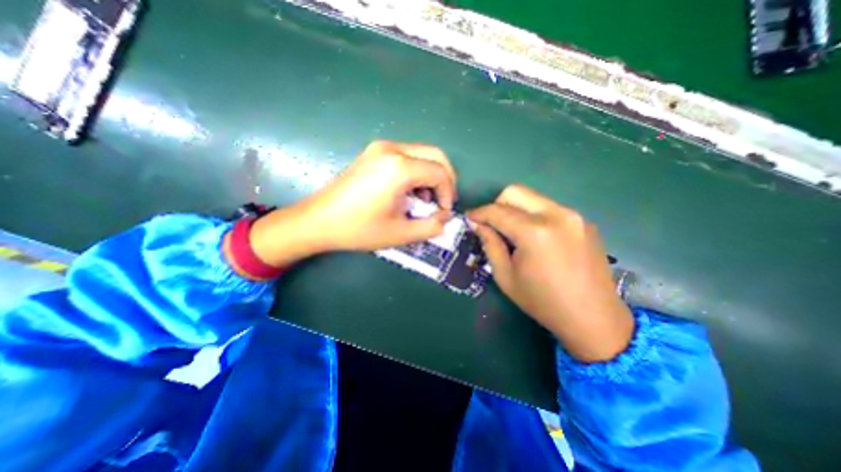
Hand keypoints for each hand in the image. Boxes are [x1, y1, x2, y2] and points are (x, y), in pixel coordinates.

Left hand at [243, 139, 459, 269]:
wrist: (317, 221)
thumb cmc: (358, 229)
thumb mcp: (400, 233)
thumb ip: (431, 227)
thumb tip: (445, 220)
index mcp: (399, 167)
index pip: (440, 173)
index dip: (448, 194)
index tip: (444, 212)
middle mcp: (392, 149)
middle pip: (436, 155)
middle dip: (445, 179)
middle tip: (443, 202)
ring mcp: (381, 147)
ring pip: (422, 154)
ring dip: (431, 175)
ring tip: (425, 200)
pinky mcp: (374, 153)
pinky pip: (407, 156)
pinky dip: (417, 171)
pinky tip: (409, 191)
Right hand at [467, 184, 631, 361]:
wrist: (594, 318)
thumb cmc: (542, 301)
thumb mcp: (506, 276)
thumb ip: (490, 244)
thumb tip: (478, 224)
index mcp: (534, 232)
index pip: (496, 211)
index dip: (478, 213)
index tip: (469, 219)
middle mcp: (555, 214)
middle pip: (515, 192)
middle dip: (497, 205)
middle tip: (491, 225)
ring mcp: (573, 215)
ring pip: (532, 198)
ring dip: (515, 210)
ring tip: (512, 232)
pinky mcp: (583, 221)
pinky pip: (548, 208)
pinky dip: (533, 216)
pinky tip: (535, 238)